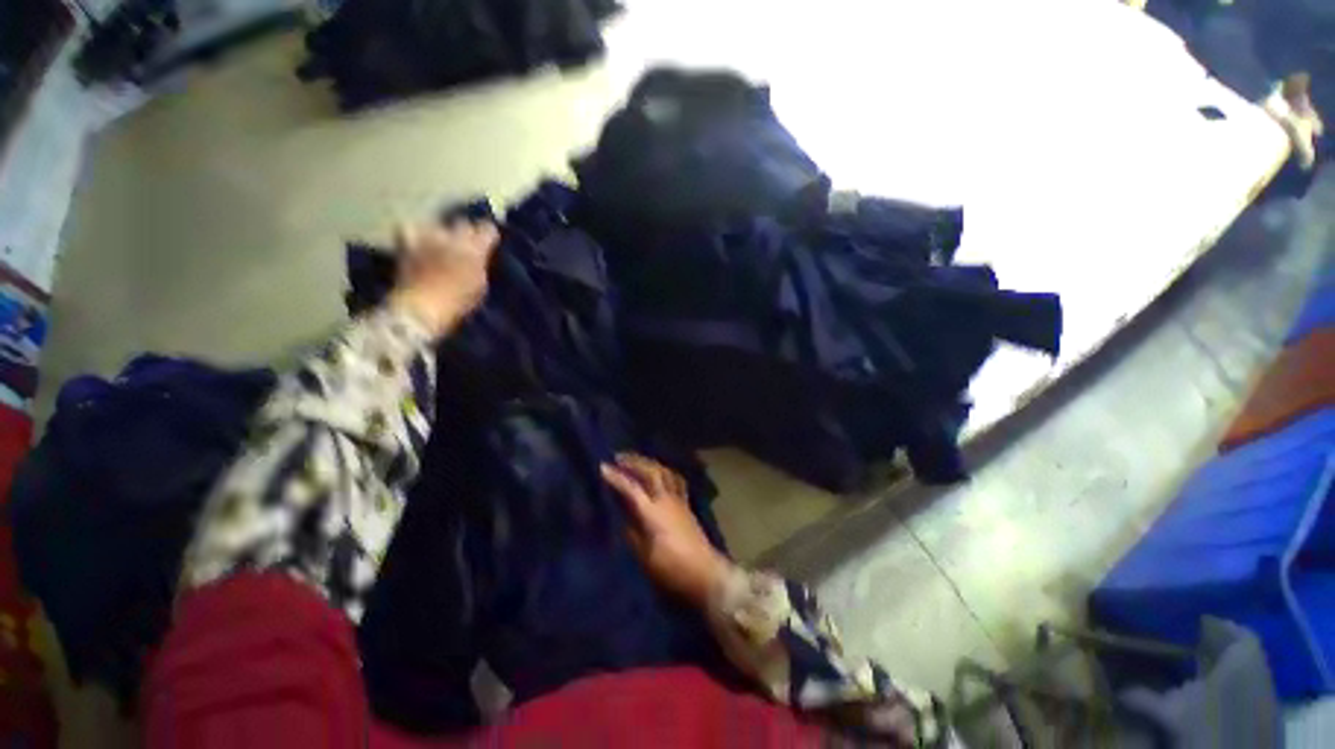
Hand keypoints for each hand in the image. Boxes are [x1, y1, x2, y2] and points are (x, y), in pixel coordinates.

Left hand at [389, 218, 498, 336]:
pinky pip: (408, 230)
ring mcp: (427, 238)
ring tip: (439, 244)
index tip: (490, 241)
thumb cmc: (458, 302)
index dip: (489, 235)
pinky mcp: (405, 243)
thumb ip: (480, 266)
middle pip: (462, 223)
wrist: (422, 307)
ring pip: (435, 225)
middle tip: (466, 245)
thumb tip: (479, 257)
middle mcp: (452, 237)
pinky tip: (415, 243)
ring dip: (439, 233)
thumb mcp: (480, 286)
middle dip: (465, 232)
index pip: (487, 229)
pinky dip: (413, 235)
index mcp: (475, 249)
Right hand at [601, 454, 731, 608]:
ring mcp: (678, 500)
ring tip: (637, 461)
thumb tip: (623, 516)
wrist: (705, 573)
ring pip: (664, 472)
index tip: (602, 467)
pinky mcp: (686, 505)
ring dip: (649, 463)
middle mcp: (666, 499)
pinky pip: (675, 480)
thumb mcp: (645, 557)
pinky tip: (660, 473)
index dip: (616, 477)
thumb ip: (632, 533)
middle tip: (618, 457)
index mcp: (653, 512)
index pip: (631, 488)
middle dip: (634, 461)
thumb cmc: (672, 568)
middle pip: (651, 471)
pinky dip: (664, 471)